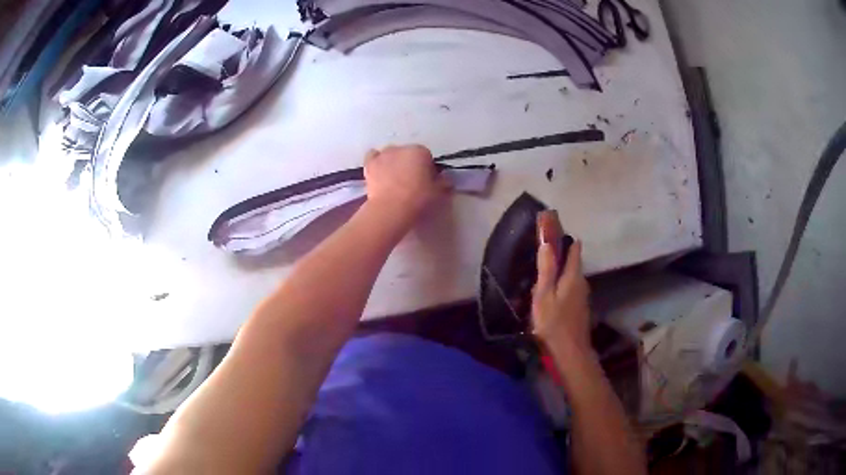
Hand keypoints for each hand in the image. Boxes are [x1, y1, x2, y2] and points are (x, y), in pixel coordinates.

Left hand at [363, 145, 447, 222]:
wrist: (390, 209)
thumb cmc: (418, 199)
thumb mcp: (438, 193)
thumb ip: (444, 183)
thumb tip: (446, 179)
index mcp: (420, 151)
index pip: (426, 157)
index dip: (427, 169)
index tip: (426, 182)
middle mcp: (401, 148)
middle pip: (408, 154)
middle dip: (410, 165)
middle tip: (411, 183)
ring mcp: (384, 154)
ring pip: (391, 154)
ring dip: (394, 163)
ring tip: (394, 180)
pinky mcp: (370, 164)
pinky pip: (373, 157)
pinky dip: (377, 162)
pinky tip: (379, 172)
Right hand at [532, 239, 591, 354]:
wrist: (570, 352)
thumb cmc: (553, 323)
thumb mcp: (543, 296)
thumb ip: (546, 270)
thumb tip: (547, 243)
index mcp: (573, 276)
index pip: (574, 249)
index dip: (565, 239)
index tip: (553, 232)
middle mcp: (582, 282)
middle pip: (574, 263)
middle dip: (561, 256)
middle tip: (543, 255)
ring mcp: (583, 296)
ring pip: (572, 277)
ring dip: (561, 273)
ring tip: (544, 275)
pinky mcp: (580, 308)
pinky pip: (572, 289)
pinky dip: (563, 286)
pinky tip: (552, 295)